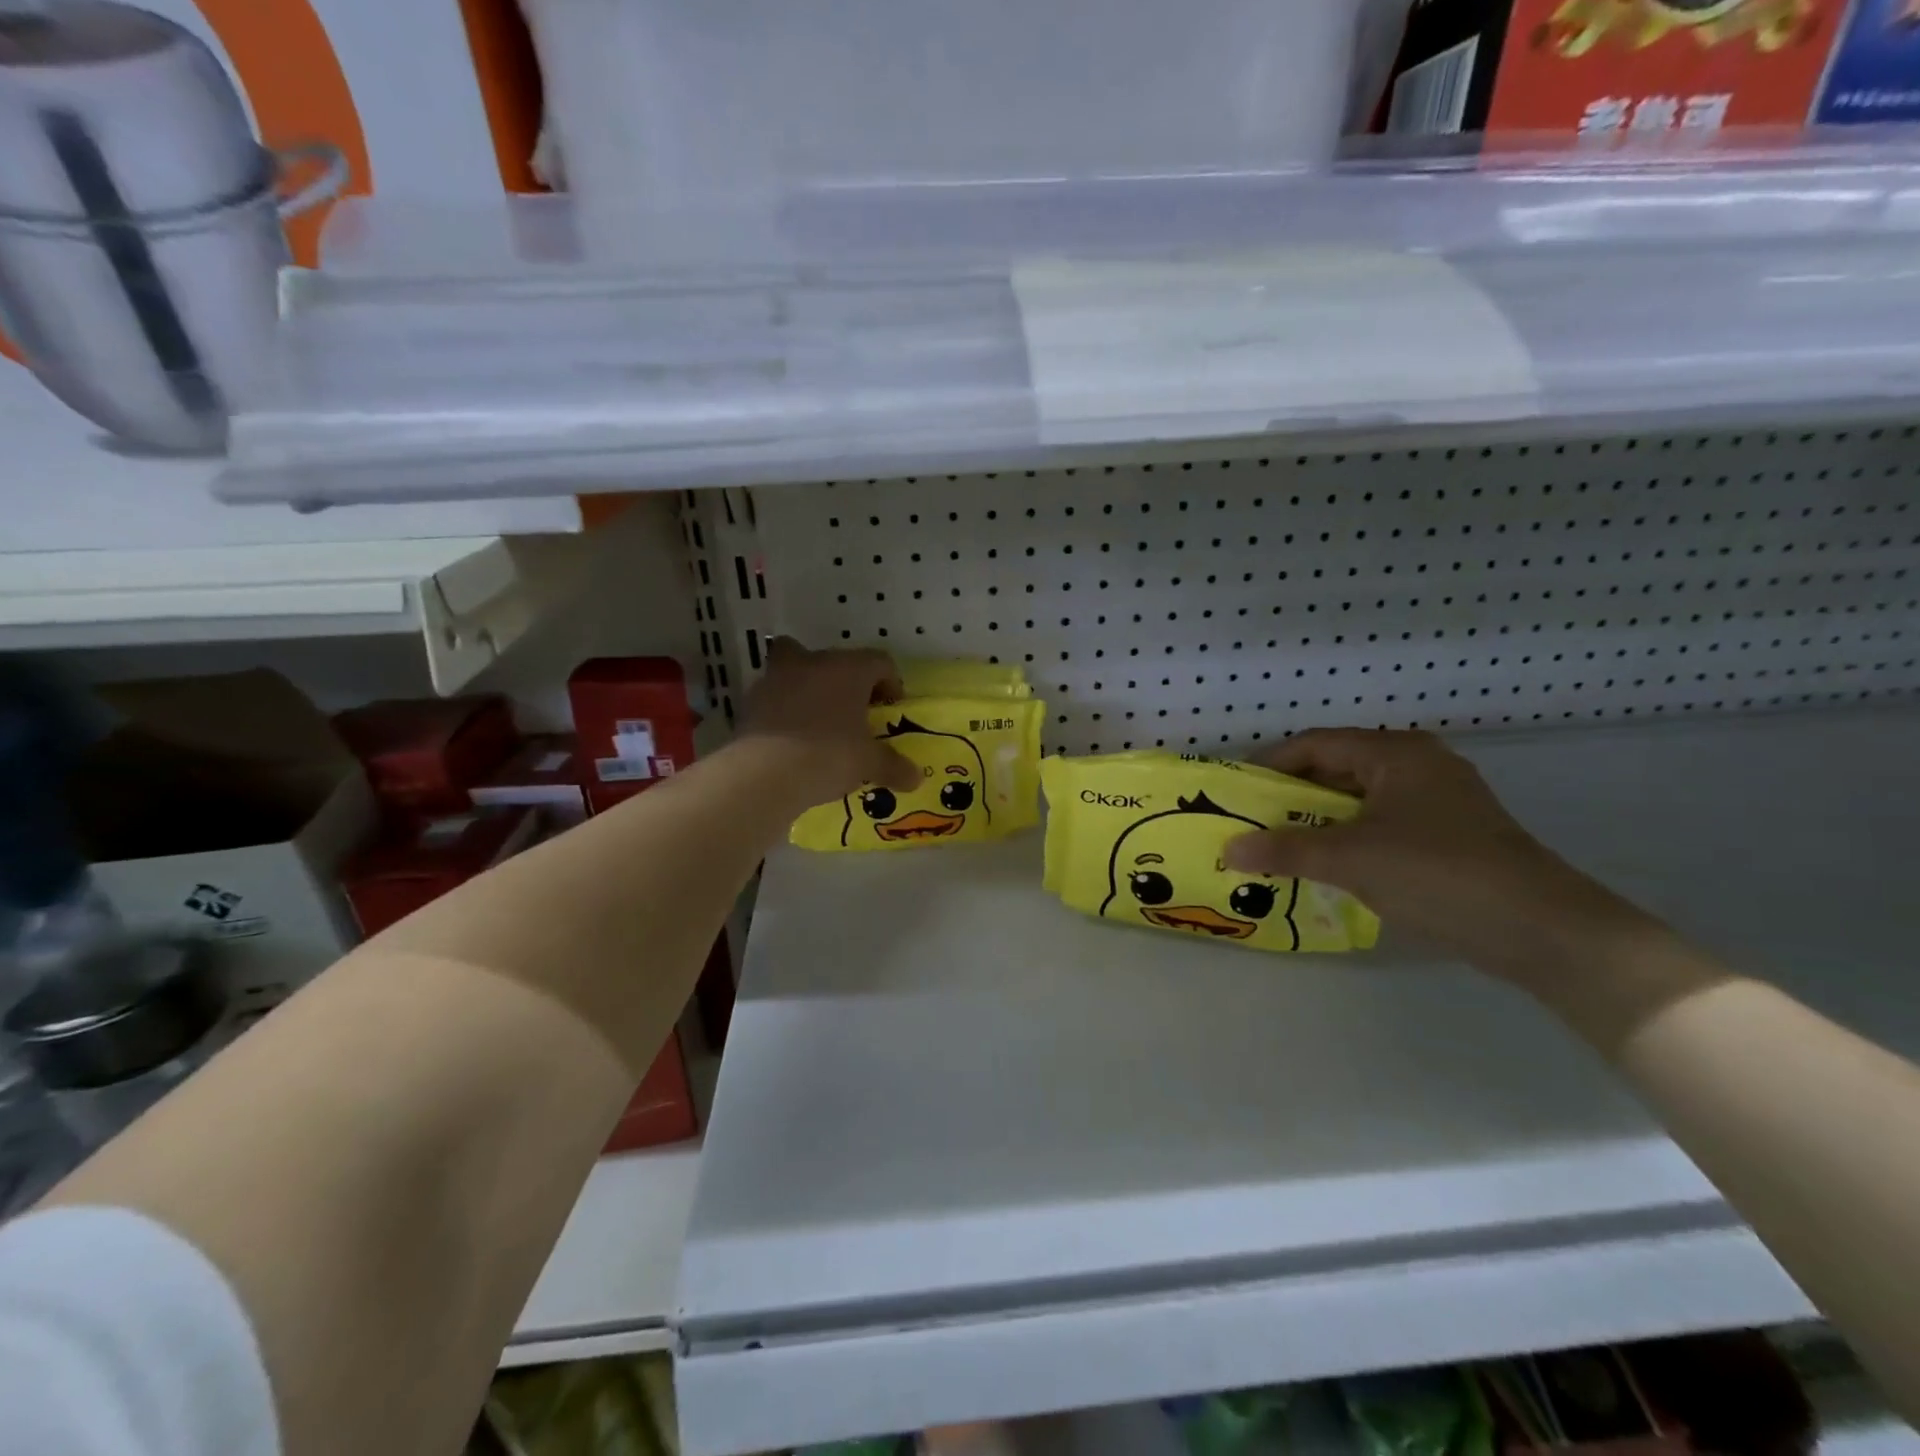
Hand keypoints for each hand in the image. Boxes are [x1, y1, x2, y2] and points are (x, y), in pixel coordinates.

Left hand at [738, 639, 919, 805]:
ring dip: (808, 689)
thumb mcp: (869, 763)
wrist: (765, 773)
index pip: (879, 662)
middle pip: (833, 659)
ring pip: (796, 670)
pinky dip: (783, 711)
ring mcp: (776, 679)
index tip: (890, 706)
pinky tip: (791, 738)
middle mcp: (812, 663)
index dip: (890, 682)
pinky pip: (774, 698)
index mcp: (848, 669)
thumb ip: (893, 766)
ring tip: (818, 723)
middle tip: (852, 709)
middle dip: (844, 680)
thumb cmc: (829, 755)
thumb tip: (916, 779)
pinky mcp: (751, 702)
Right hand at [1224, 729, 1649, 981]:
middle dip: (1292, 795)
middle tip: (1254, 822)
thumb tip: (1228, 849)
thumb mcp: (1350, 859)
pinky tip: (1329, 866)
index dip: (1271, 765)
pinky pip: (1382, 824)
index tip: (1237, 792)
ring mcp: (1439, 800)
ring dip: (1319, 820)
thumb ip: (1284, 850)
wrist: (1542, 930)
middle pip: (1337, 769)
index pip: (1316, 744)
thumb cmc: (1438, 874)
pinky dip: (1349, 838)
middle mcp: (1418, 765)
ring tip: (1282, 846)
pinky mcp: (1451, 834)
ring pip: (1360, 799)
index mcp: (1395, 753)